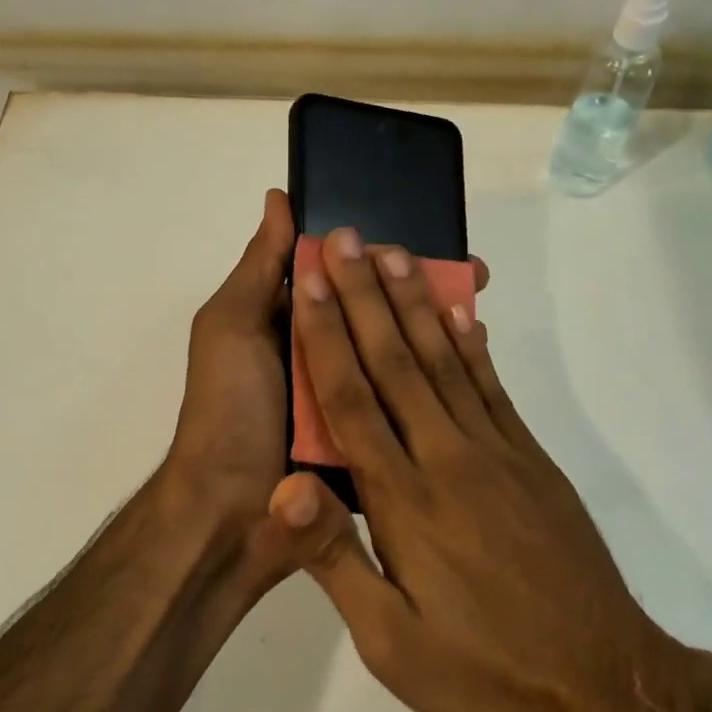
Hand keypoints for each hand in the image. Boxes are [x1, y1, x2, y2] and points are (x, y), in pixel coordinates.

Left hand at [164, 197, 492, 565]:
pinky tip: (473, 363)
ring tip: (482, 312)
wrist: (231, 513)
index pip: (347, 278)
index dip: (384, 258)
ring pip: (399, 356)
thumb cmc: (229, 405)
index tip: (430, 239)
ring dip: (438, 333)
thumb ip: (260, 267)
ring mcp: (350, 399)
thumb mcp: (231, 326)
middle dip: (424, 291)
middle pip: (380, 313)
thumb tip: (281, 198)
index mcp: (294, 326)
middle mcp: (325, 356)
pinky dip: (435, 383)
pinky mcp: (372, 438)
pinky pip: (406, 404)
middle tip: (476, 276)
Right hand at [267, 227, 711, 711]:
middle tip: (345, 239)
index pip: (351, 400)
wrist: (604, 690)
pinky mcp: (532, 462)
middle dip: (364, 295)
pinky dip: (472, 344)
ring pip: (445, 362)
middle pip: (396, 362)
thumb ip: (336, 557)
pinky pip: (493, 389)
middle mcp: (448, 459)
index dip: (325, 334)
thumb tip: (283, 486)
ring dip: (415, 303)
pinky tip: (461, 312)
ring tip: (394, 255)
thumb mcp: (390, 644)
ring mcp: (497, 454)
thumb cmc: (483, 675)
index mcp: (404, 502)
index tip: (307, 280)